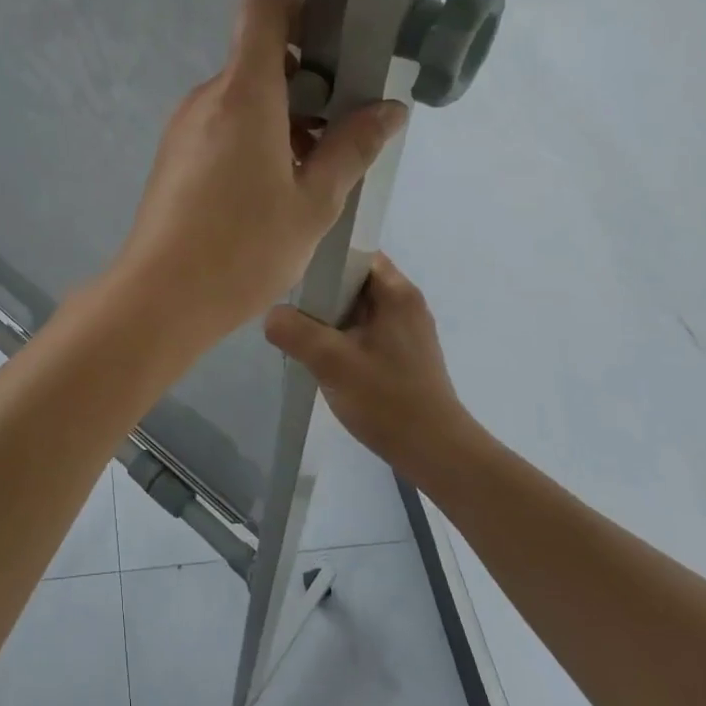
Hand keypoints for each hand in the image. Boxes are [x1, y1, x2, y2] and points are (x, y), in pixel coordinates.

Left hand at [110, 0, 407, 344]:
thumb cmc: (243, 249)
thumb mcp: (314, 202)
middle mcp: (206, 100)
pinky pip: (221, 128)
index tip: (335, 51)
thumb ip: (352, 148)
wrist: (160, 297)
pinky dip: (253, 140)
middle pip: (258, 61)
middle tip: (343, 128)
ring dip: (282, 118)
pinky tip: (275, 190)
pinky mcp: (173, 158)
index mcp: (242, 95)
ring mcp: (184, 129)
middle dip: (306, 83)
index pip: (261, 12)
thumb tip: (388, 109)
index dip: (300, 14)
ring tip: (315, 170)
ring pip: (241, 100)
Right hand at [264, 253, 481, 472]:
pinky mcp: (402, 355)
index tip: (293, 273)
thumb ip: (295, 331)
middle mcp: (405, 304)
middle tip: (288, 306)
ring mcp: (406, 331)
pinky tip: (321, 357)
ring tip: (298, 332)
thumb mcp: (332, 362)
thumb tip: (271, 315)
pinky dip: (340, 337)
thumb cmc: (387, 399)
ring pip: (356, 308)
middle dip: (320, 291)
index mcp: (397, 293)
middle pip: (353, 281)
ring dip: (328, 318)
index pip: (356, 252)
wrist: (434, 452)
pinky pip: (363, 331)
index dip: (324, 257)